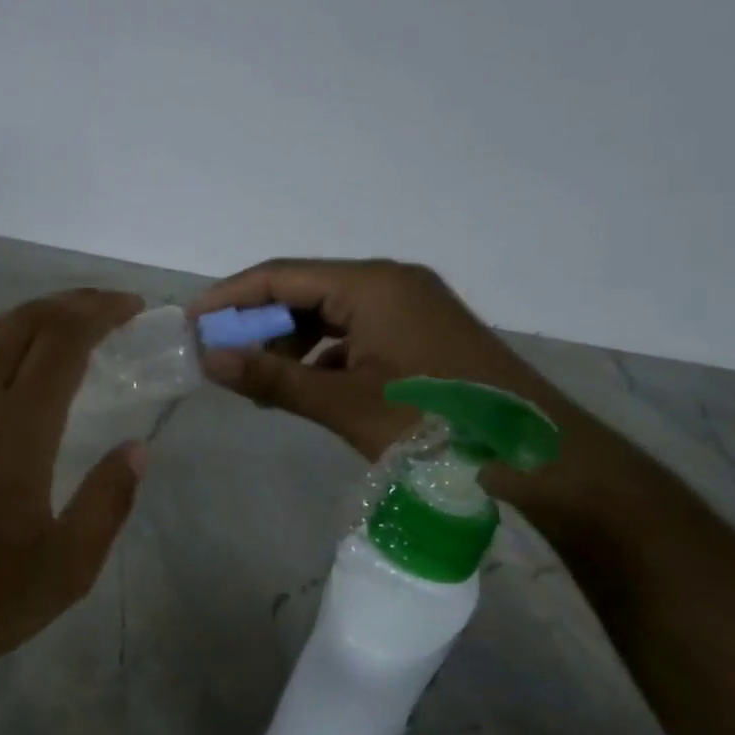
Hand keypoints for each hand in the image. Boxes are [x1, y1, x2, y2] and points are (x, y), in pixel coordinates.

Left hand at [0, 288, 148, 690]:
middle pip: (26, 320)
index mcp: (18, 427)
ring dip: (32, 316)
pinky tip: (6, 369)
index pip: (64, 339)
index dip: (101, 312)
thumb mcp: (67, 566)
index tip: (133, 308)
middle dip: (73, 302)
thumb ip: (108, 501)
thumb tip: (136, 448)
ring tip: (65, 329)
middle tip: (110, 309)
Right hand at [187, 259, 565, 462]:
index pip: (281, 275)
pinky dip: (321, 357)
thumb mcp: (343, 404)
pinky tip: (304, 389)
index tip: (191, 323)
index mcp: (372, 285)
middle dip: (256, 323)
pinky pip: (353, 334)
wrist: (543, 459)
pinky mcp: (420, 334)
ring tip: (257, 382)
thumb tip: (208, 360)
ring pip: (328, 315)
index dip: (230, 297)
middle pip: (303, 291)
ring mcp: (409, 307)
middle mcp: (390, 283)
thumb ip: (272, 378)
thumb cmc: (437, 426)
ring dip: (288, 344)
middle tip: (218, 358)